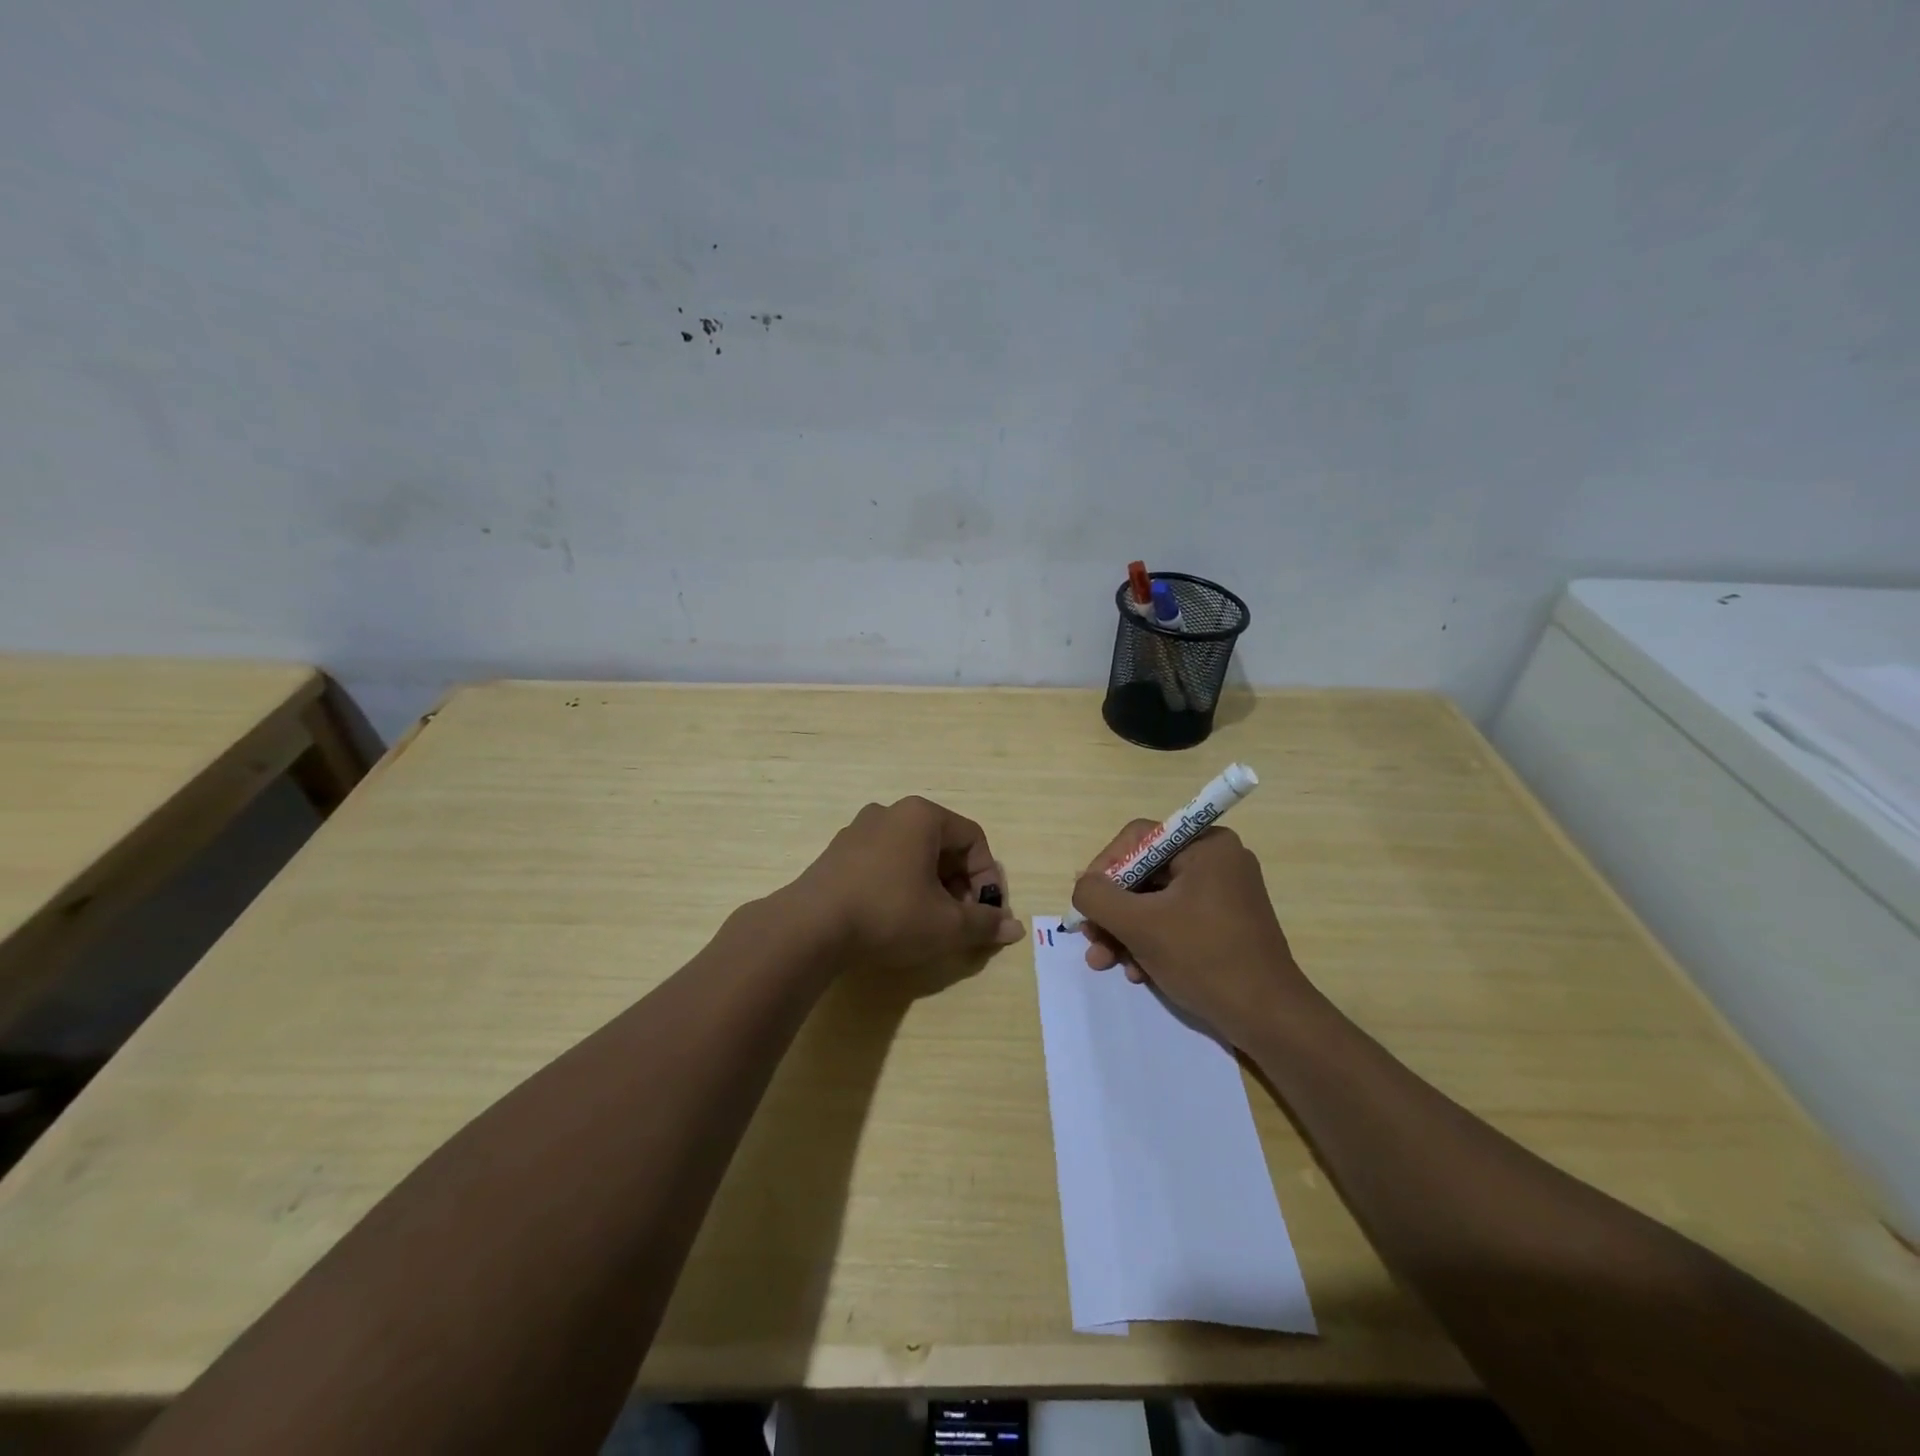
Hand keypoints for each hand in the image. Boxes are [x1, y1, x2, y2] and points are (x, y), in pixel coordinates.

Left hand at [793, 797, 1024, 971]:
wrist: (810, 927)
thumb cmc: (889, 914)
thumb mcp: (946, 924)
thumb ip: (984, 923)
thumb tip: (1014, 928)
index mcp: (922, 815)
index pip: (973, 839)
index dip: (988, 878)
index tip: (986, 914)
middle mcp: (891, 812)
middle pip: (943, 845)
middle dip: (960, 885)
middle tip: (961, 921)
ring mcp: (859, 830)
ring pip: (912, 855)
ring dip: (932, 887)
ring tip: (930, 923)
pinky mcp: (837, 853)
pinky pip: (884, 863)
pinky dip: (901, 885)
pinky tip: (895, 918)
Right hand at [1070, 820, 1314, 1044]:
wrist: (1268, 1019)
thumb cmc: (1205, 959)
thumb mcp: (1140, 925)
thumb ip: (1098, 897)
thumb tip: (1083, 885)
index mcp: (1206, 845)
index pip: (1138, 839)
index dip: (1104, 868)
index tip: (1086, 903)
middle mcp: (1217, 860)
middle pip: (1144, 873)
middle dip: (1113, 911)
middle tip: (1090, 939)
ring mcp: (1223, 893)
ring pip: (1155, 901)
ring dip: (1125, 932)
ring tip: (1105, 963)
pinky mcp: (1224, 924)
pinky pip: (1174, 920)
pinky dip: (1150, 942)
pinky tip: (1136, 972)